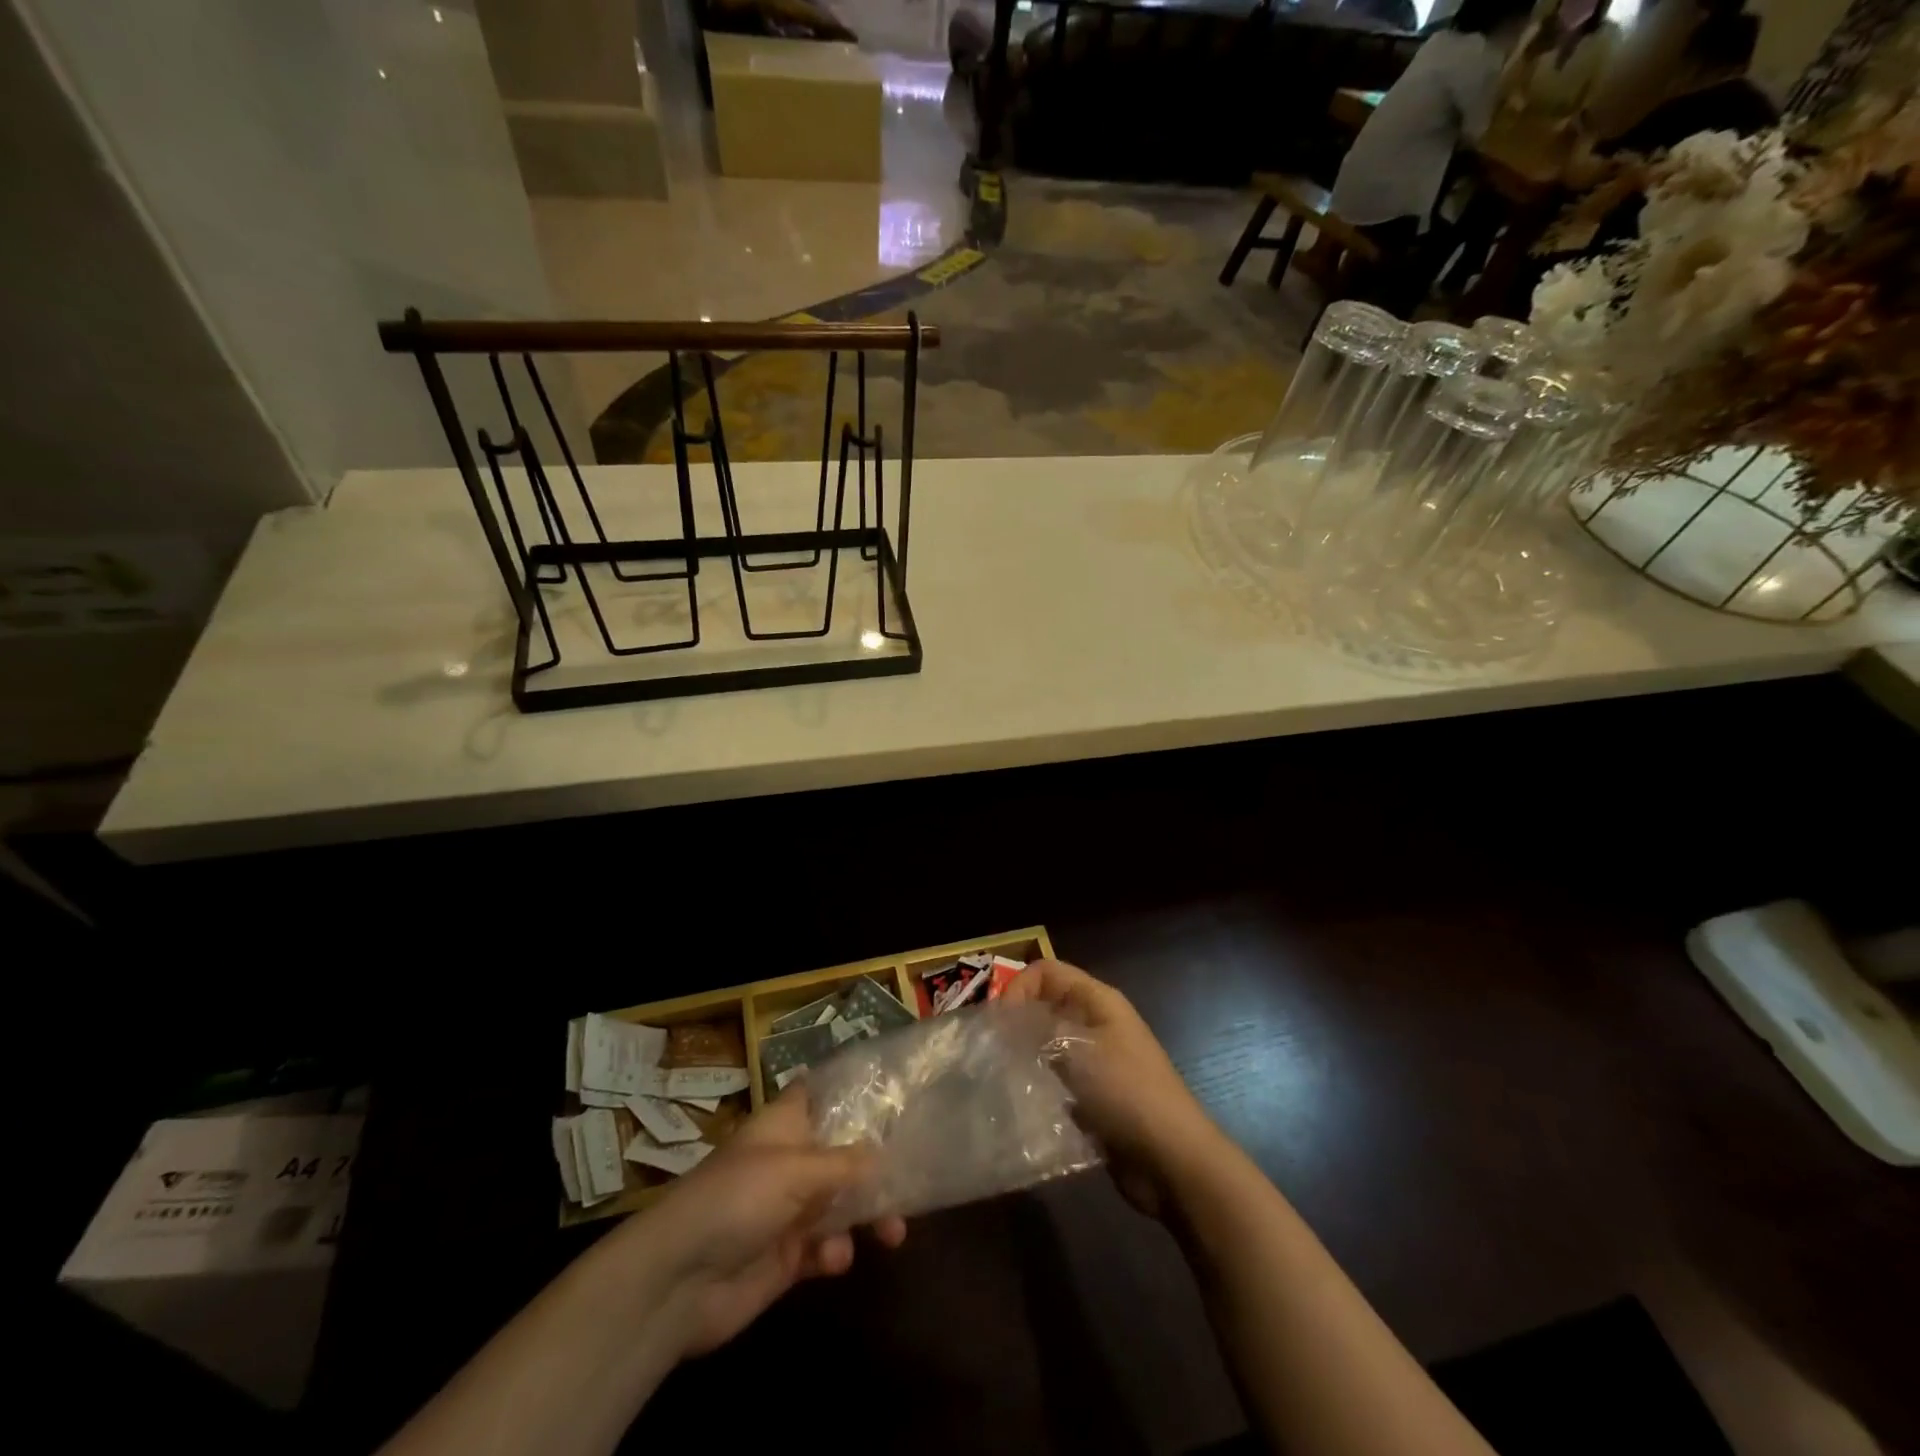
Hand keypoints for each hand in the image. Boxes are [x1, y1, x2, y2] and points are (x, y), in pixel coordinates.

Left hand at [629, 1091, 906, 1357]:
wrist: (678, 1281)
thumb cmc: (737, 1199)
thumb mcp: (796, 1170)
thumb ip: (846, 1163)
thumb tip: (885, 1157)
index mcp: (785, 1126)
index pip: (821, 1094)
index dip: (853, 1091)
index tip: (895, 1094)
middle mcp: (789, 1162)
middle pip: (843, 1154)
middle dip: (876, 1168)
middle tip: (911, 1182)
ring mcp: (787, 1210)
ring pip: (841, 1204)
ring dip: (868, 1216)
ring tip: (893, 1232)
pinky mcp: (785, 1258)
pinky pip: (825, 1248)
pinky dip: (836, 1252)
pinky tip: (834, 1259)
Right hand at [1003, 959, 1225, 1218]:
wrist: (1172, 1159)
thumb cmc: (1126, 1092)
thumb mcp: (1077, 1051)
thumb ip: (1037, 1030)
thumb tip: (1005, 1023)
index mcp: (1097, 1000)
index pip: (1046, 971)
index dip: (1018, 988)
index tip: (997, 1024)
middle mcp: (1096, 1023)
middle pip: (1045, 1006)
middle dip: (1017, 1024)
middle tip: (990, 1052)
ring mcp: (1097, 1061)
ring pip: (1048, 1045)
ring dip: (1026, 1058)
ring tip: (1001, 1079)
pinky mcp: (1094, 1096)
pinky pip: (1057, 1080)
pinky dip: (1039, 1087)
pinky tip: (1022, 1105)